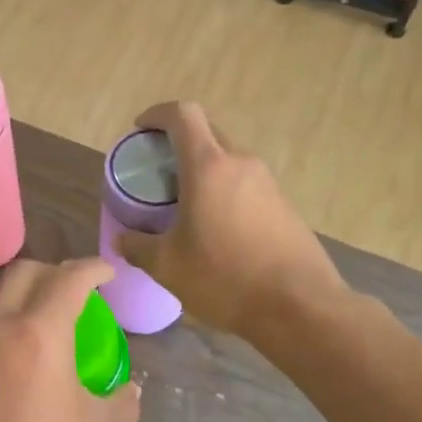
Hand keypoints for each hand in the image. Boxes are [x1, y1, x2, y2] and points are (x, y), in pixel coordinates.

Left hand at [0, 258, 139, 421]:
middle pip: (23, 272)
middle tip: (74, 291)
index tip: (108, 273)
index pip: (69, 278)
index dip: (93, 268)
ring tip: (38, 318)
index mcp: (40, 332)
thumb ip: (120, 403)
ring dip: (19, 294)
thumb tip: (132, 391)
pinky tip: (8, 355)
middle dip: (53, 271)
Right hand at [113, 101, 345, 338]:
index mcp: (208, 167)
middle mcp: (241, 163)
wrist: (300, 307)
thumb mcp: (167, 266)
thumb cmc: (225, 278)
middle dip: (178, 141)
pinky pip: (246, 183)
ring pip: (228, 159)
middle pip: (206, 132)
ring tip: (183, 202)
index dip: (157, 114)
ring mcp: (268, 183)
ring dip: (203, 168)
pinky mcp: (284, 205)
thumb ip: (138, 247)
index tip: (140, 131)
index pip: (182, 115)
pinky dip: (224, 190)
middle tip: (157, 171)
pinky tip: (215, 226)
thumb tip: (122, 240)